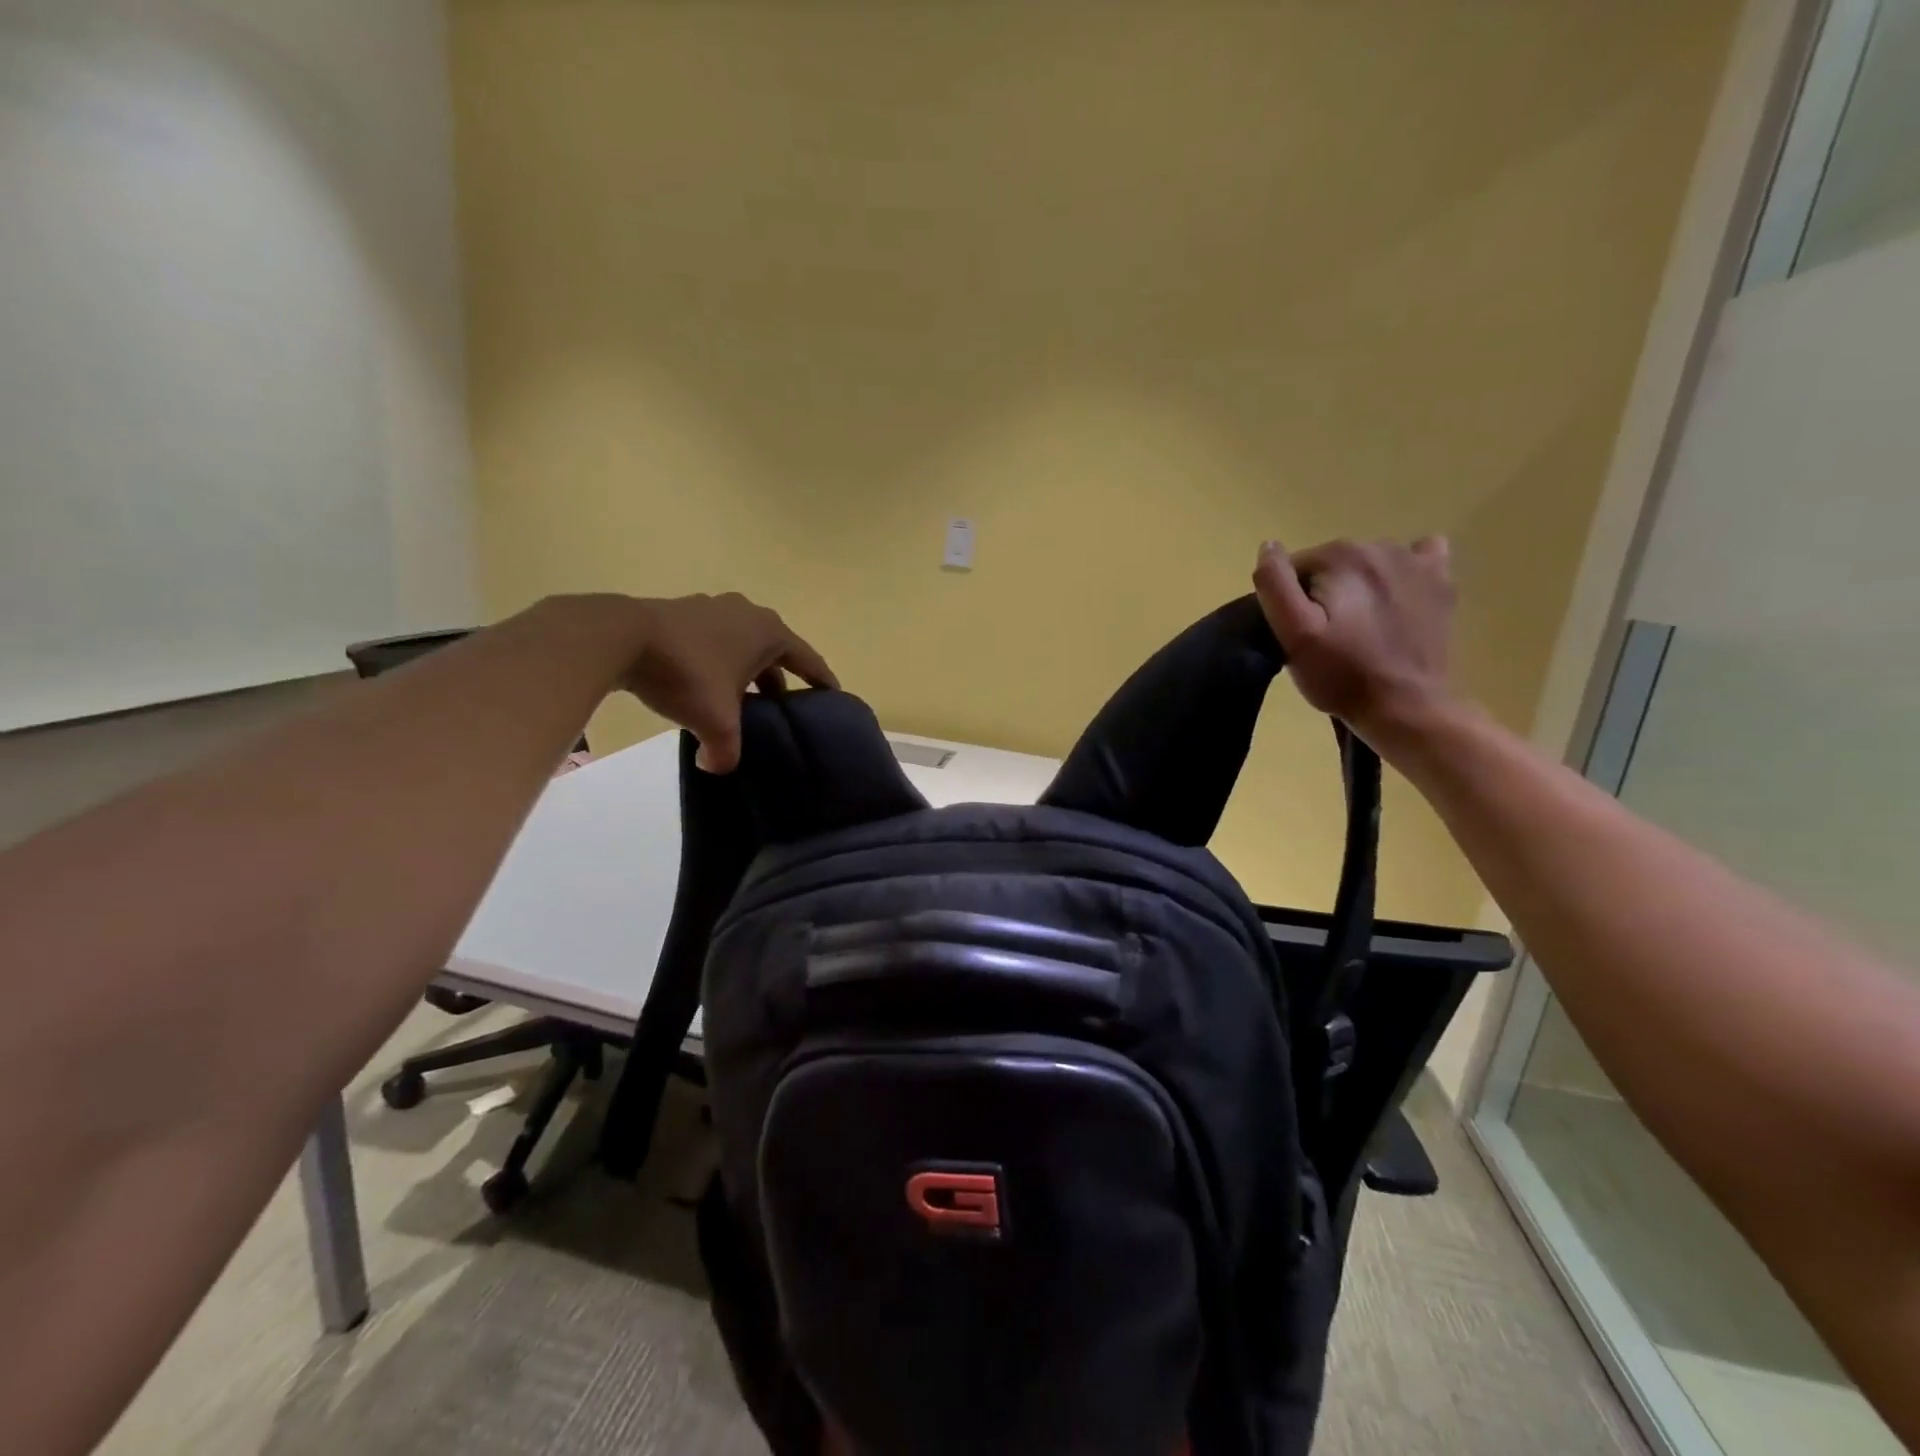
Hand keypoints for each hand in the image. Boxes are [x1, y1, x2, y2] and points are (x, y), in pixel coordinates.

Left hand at [626, 593, 837, 771]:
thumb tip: (718, 767)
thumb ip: (725, 752)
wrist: (621, 637)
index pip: (807, 659)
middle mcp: (747, 614)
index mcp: (769, 633)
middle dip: (779, 681)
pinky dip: (718, 663)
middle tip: (781, 709)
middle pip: (774, 652)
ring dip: (746, 672)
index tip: (833, 696)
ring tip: (741, 701)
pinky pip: (714, 641)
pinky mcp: (683, 613)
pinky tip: (704, 686)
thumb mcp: (715, 722)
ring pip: (742, 645)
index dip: (822, 680)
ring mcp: (713, 608)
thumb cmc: (686, 673)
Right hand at [1251, 537, 1455, 743]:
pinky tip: (1396, 598)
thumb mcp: (1293, 635)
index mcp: (1341, 556)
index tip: (1300, 633)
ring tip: (1359, 628)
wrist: (1406, 707)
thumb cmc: (1342, 674)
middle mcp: (1381, 546)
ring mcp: (1417, 562)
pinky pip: (1417, 558)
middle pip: (1331, 564)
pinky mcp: (1441, 583)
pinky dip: (1402, 573)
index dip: (1291, 601)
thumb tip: (1268, 547)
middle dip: (1322, 593)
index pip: (1295, 567)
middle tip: (1328, 636)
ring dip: (1356, 587)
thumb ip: (1275, 585)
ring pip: (1366, 564)